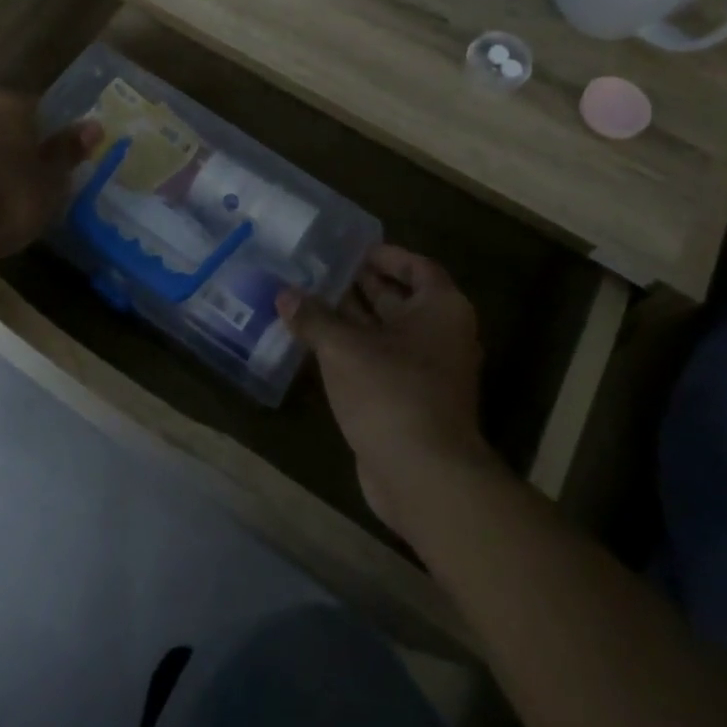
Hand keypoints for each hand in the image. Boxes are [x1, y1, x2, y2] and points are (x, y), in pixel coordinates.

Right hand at [277, 246, 494, 535]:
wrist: (423, 475)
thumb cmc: (391, 392)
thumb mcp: (344, 347)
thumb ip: (313, 317)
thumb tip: (284, 294)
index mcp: (440, 308)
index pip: (417, 267)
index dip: (385, 255)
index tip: (351, 250)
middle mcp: (441, 335)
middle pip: (400, 299)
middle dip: (361, 286)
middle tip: (319, 272)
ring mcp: (427, 372)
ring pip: (386, 334)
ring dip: (351, 320)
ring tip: (308, 302)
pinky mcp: (410, 402)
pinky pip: (379, 364)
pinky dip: (353, 352)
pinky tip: (316, 346)